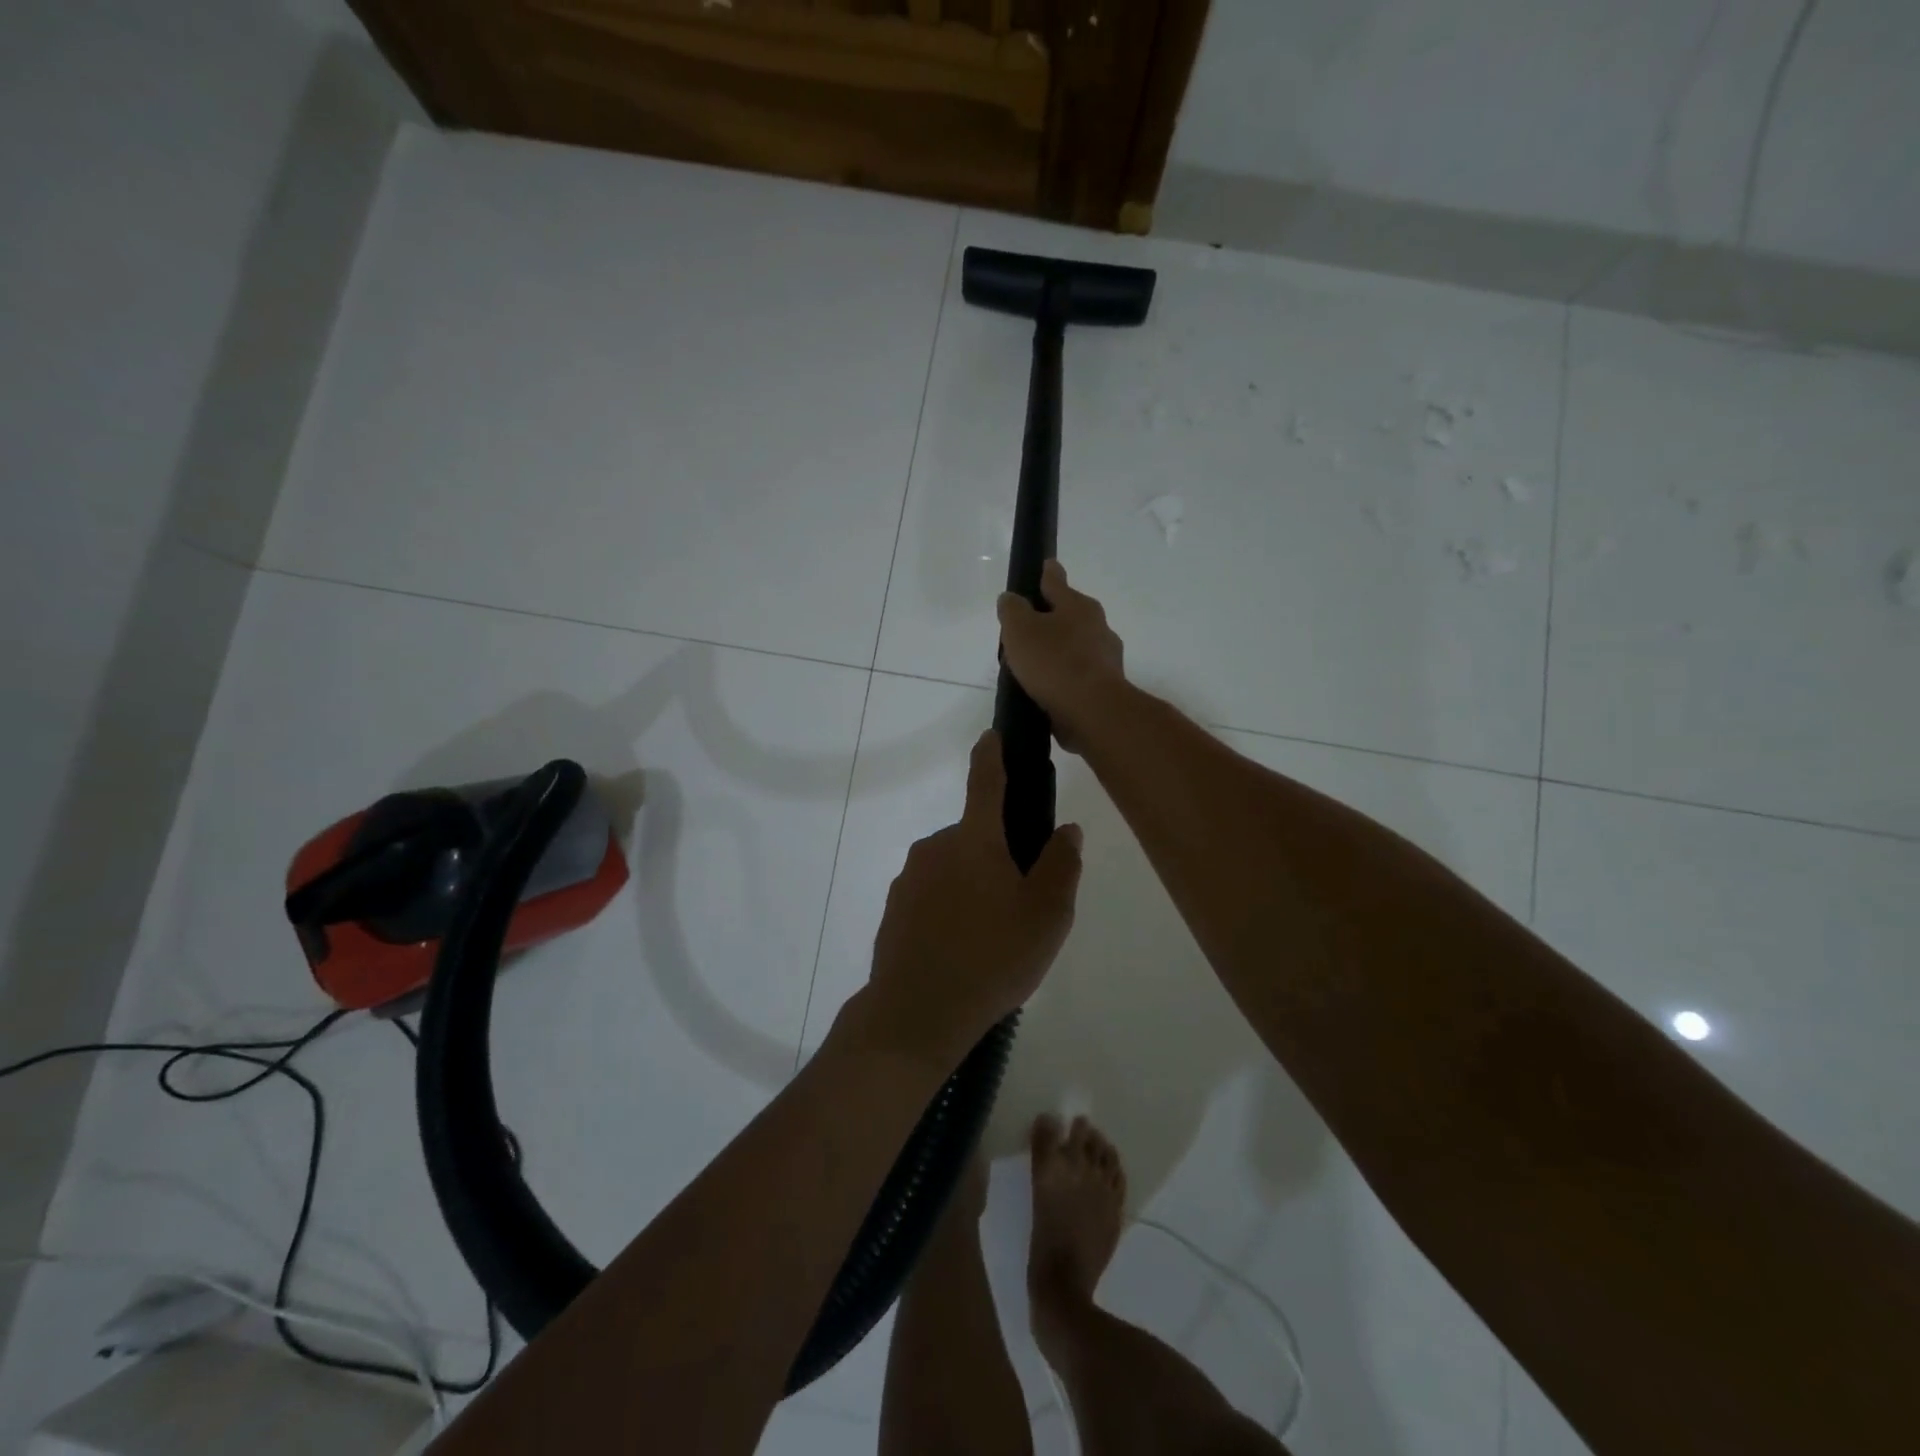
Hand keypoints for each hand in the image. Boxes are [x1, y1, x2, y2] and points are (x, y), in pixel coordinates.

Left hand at [857, 731, 1082, 1067]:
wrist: (916, 1014)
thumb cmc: (991, 959)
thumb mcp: (1046, 916)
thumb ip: (1061, 866)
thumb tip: (1066, 830)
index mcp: (974, 839)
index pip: (986, 781)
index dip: (992, 755)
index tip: (992, 734)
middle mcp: (935, 847)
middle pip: (977, 837)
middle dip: (999, 856)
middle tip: (1022, 905)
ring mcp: (909, 878)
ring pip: (955, 869)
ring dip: (975, 887)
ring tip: (993, 939)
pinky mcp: (895, 909)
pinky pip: (933, 896)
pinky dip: (951, 910)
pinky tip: (963, 950)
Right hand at [996, 560, 1125, 751]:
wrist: (1092, 711)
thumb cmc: (1054, 663)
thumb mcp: (1020, 629)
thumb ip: (1012, 610)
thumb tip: (1010, 599)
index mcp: (1078, 606)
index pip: (1057, 581)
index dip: (1046, 573)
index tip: (1045, 565)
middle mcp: (1097, 626)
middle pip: (1068, 615)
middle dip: (1049, 618)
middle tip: (1024, 628)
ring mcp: (1104, 658)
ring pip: (1074, 646)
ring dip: (1056, 651)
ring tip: (1030, 665)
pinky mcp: (1104, 687)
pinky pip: (1077, 674)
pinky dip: (1062, 677)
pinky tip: (1046, 689)